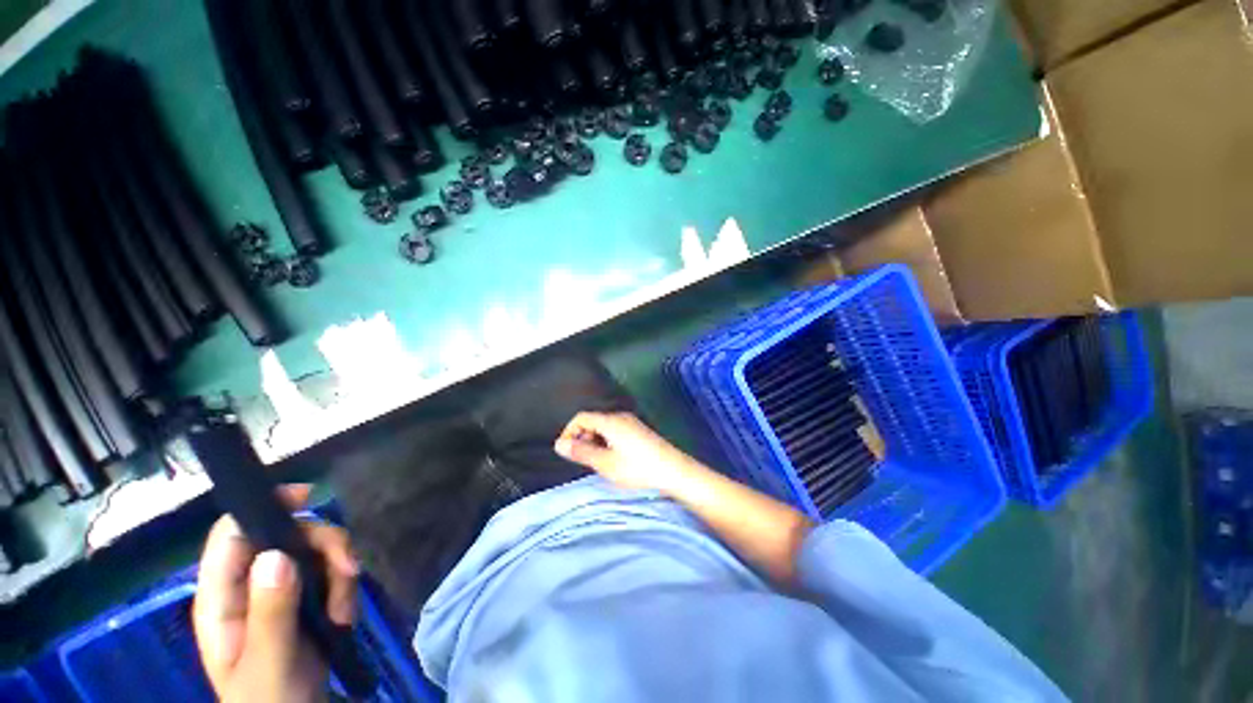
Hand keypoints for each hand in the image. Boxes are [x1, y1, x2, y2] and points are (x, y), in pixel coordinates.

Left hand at [192, 486, 358, 702]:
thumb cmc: (268, 701)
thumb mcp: (268, 664)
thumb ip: (270, 614)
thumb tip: (276, 554)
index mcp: (222, 598)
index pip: (233, 534)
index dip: (264, 507)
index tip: (307, 497)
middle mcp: (250, 585)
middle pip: (288, 535)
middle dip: (324, 548)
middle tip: (349, 572)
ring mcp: (280, 591)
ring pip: (316, 552)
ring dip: (340, 573)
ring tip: (344, 611)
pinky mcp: (306, 599)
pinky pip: (332, 573)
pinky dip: (345, 587)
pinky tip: (345, 616)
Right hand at [555, 412, 699, 493]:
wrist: (674, 471)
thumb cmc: (637, 468)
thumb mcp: (605, 463)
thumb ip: (581, 452)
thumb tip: (559, 444)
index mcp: (611, 421)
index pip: (581, 417)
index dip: (569, 432)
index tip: (565, 452)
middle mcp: (621, 417)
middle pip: (593, 421)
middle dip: (582, 437)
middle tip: (581, 460)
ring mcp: (632, 423)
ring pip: (604, 427)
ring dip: (594, 442)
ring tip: (596, 463)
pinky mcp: (639, 431)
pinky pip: (615, 432)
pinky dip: (606, 442)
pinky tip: (612, 460)